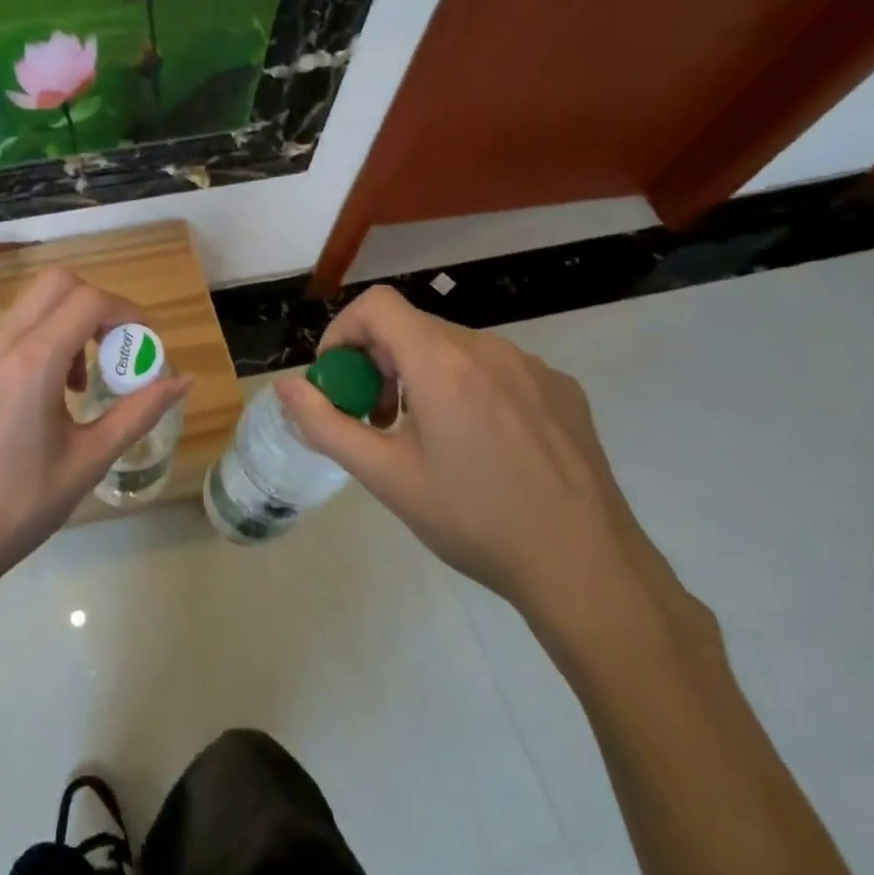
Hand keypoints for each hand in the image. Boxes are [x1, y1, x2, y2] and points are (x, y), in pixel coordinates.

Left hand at [0, 268, 191, 594]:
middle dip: (96, 305)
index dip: (127, 312)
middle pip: (57, 284)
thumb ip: (138, 413)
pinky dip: (37, 339)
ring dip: (65, 323)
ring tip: (77, 383)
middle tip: (114, 350)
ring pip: (30, 305)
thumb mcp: (89, 460)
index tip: (145, 344)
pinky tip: (42, 396)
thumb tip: (183, 380)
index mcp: (32, 364)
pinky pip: (8, 331)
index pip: (88, 301)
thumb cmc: (21, 507)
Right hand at [273, 286, 692, 646]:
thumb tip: (286, 387)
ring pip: (453, 348)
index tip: (340, 380)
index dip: (344, 332)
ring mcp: (531, 366)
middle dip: (378, 363)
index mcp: (442, 363)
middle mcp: (488, 348)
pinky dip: (467, 387)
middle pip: (412, 328)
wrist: (588, 569)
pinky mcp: (561, 389)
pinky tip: (480, 445)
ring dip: (421, 376)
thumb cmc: (476, 521)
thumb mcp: (387, 477)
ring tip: (426, 437)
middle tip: (376, 420)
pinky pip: (495, 368)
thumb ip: (326, 425)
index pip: (377, 305)